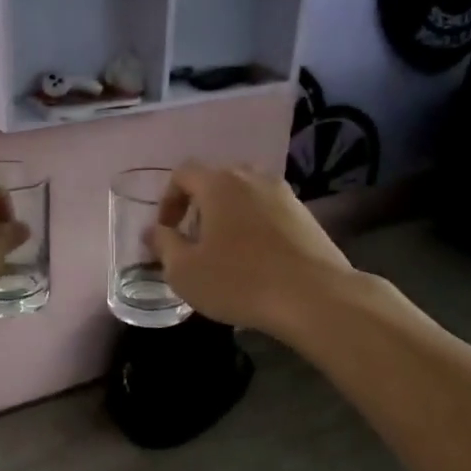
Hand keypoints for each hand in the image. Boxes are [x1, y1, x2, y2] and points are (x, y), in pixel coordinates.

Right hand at [147, 162, 353, 335]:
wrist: (315, 297)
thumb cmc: (240, 281)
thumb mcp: (185, 271)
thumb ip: (163, 245)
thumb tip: (154, 231)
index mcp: (219, 183)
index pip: (183, 173)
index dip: (168, 200)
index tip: (167, 231)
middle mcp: (252, 177)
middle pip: (217, 180)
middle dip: (199, 206)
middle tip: (194, 240)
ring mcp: (284, 194)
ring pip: (245, 195)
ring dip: (229, 216)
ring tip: (225, 251)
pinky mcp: (306, 215)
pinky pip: (269, 212)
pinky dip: (255, 226)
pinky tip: (256, 260)